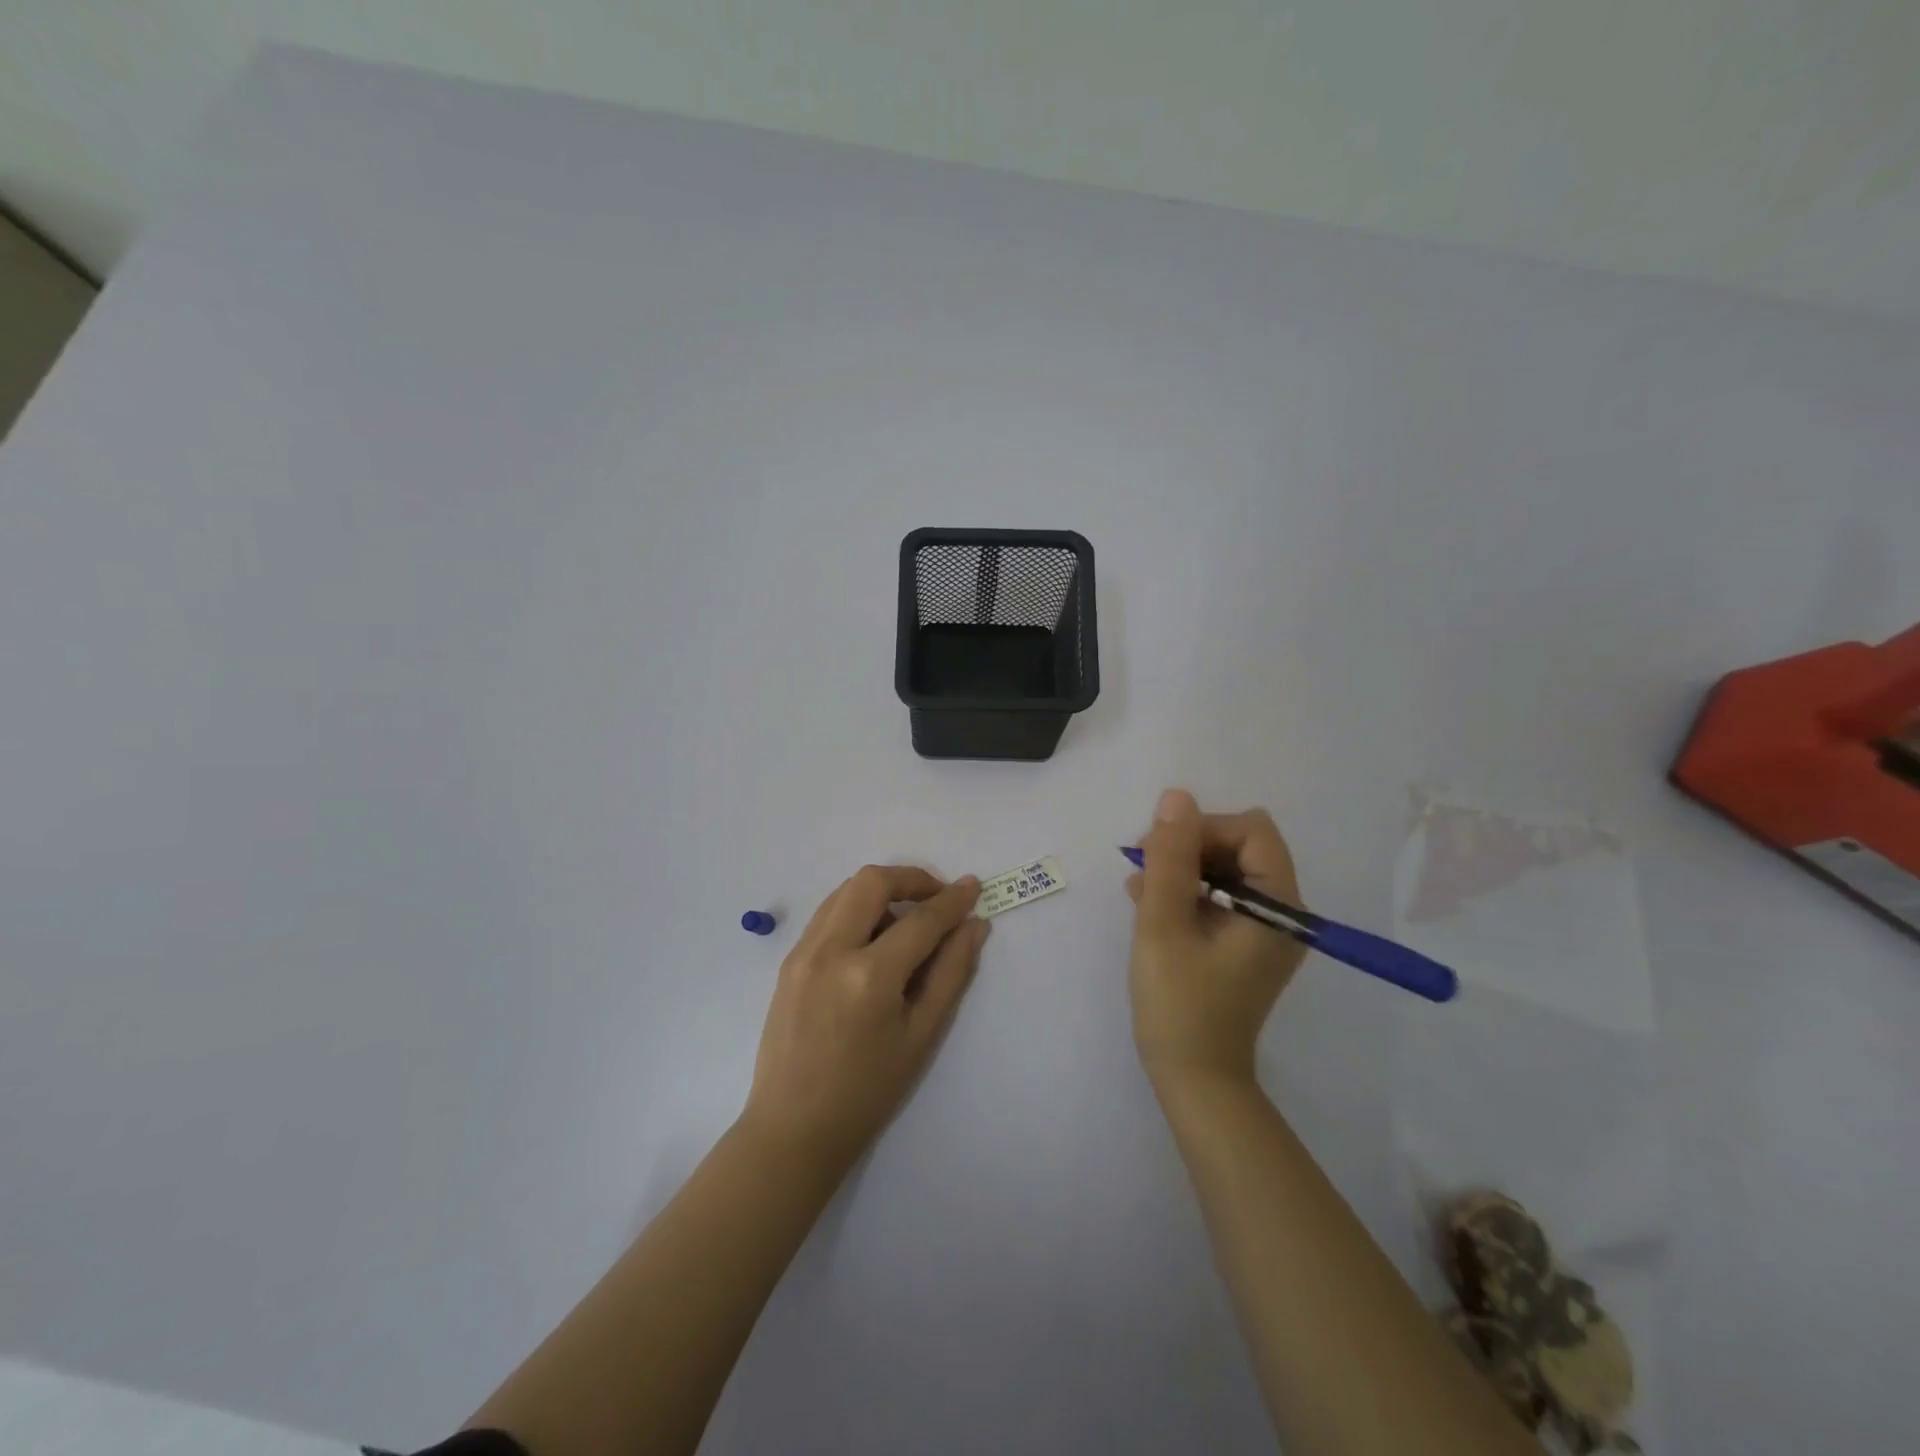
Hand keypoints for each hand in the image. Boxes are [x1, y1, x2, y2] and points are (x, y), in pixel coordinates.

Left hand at [742, 865, 989, 1176]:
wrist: (793, 1129)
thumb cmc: (867, 1092)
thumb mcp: (921, 1036)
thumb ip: (951, 973)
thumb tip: (974, 926)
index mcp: (869, 976)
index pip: (920, 920)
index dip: (952, 901)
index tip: (973, 887)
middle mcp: (830, 951)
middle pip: (872, 881)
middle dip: (911, 879)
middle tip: (937, 899)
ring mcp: (802, 952)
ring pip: (845, 890)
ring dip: (881, 892)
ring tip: (906, 924)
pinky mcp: (788, 960)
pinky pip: (827, 913)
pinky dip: (856, 910)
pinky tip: (873, 942)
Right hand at [1126, 789, 1306, 1088]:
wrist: (1194, 1078)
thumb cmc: (1179, 1002)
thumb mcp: (1164, 923)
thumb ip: (1170, 857)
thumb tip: (1176, 797)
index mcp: (1279, 906)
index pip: (1252, 830)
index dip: (1203, 829)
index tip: (1161, 854)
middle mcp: (1284, 912)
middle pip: (1239, 846)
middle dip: (1189, 848)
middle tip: (1144, 871)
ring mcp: (1266, 930)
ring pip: (1225, 869)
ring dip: (1182, 870)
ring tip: (1140, 891)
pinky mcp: (1246, 944)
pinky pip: (1220, 897)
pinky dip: (1187, 893)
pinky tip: (1149, 904)